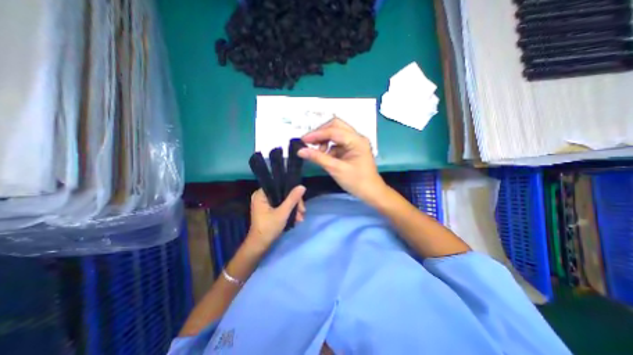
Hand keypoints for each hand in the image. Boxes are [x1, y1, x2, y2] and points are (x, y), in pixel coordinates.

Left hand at [245, 186, 304, 249]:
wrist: (259, 246)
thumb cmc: (268, 228)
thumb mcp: (282, 213)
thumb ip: (292, 199)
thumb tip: (302, 186)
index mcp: (261, 194)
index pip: (279, 186)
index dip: (291, 191)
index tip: (300, 200)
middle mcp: (262, 197)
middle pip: (283, 194)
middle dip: (294, 203)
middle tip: (302, 211)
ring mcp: (266, 204)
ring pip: (284, 201)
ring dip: (294, 209)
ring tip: (300, 219)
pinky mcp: (269, 211)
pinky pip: (282, 207)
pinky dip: (289, 212)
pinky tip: (297, 219)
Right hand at [300, 118, 387, 203]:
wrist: (371, 192)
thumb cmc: (356, 182)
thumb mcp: (336, 169)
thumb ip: (318, 158)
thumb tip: (300, 150)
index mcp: (356, 140)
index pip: (333, 131)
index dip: (316, 134)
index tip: (302, 140)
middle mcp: (356, 137)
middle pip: (335, 126)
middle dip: (321, 133)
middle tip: (309, 142)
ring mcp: (355, 142)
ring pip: (336, 133)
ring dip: (325, 140)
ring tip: (318, 152)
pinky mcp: (352, 148)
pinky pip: (338, 142)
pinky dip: (329, 147)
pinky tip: (325, 156)